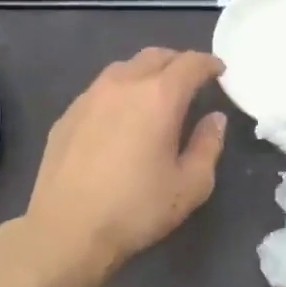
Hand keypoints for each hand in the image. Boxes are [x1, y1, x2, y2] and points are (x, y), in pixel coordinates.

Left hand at [20, 48, 226, 286]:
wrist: (66, 230)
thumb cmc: (137, 209)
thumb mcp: (190, 185)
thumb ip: (208, 145)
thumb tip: (214, 119)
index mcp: (159, 97)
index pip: (190, 64)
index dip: (209, 64)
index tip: (219, 71)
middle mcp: (123, 85)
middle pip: (155, 56)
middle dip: (178, 62)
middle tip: (191, 81)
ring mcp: (89, 97)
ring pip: (124, 68)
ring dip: (146, 73)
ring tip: (155, 95)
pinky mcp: (67, 115)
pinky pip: (100, 89)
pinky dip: (120, 92)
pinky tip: (120, 117)